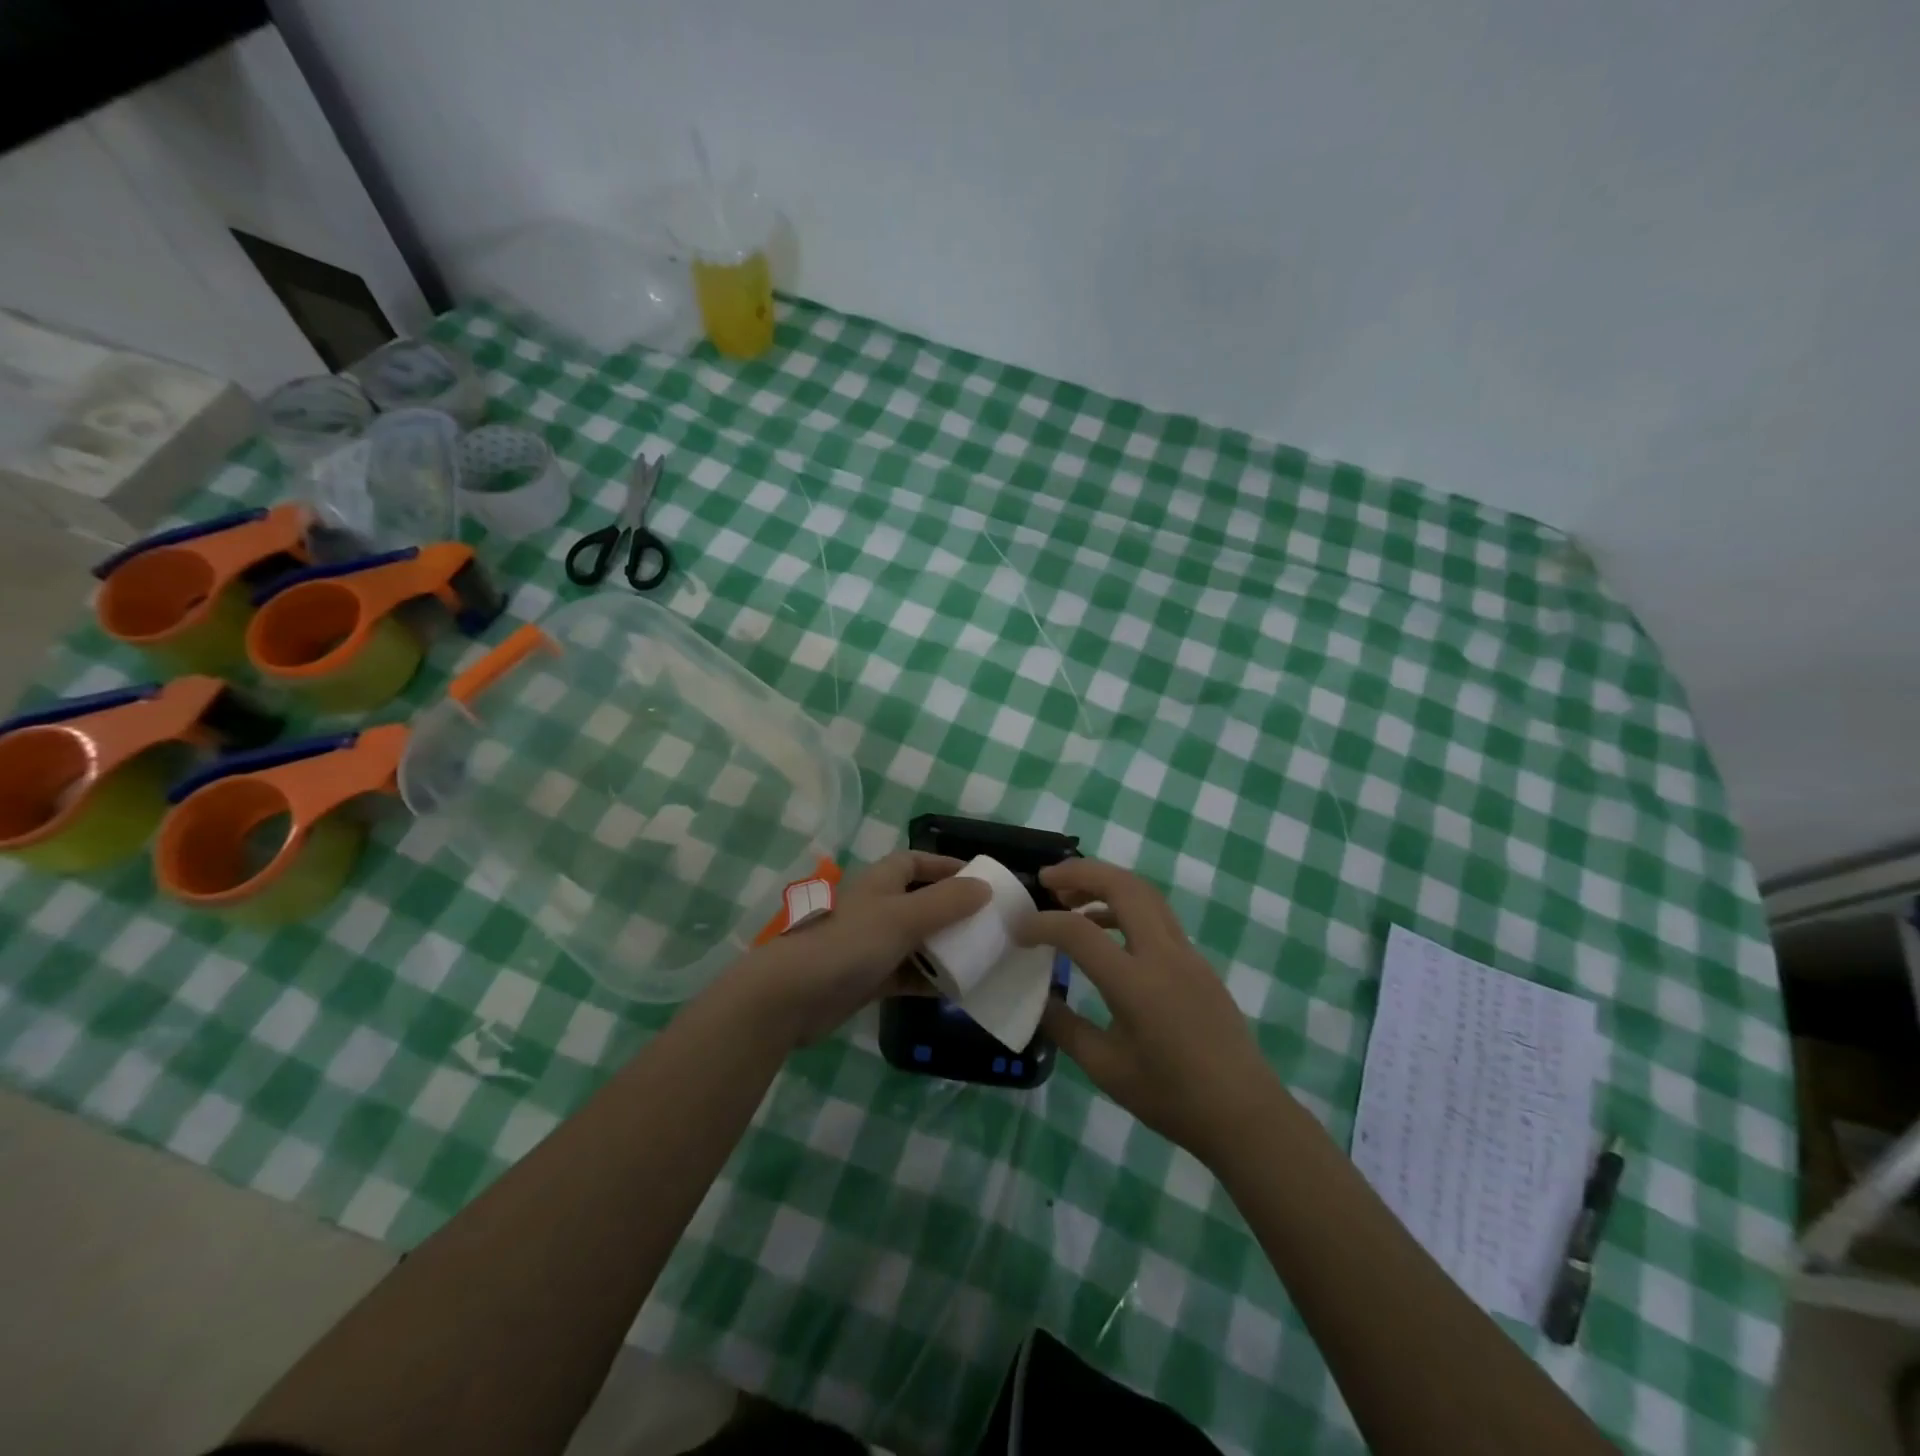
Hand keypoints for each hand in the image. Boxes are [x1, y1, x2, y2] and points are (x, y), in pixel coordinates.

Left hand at [716, 851, 989, 1046]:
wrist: (789, 996)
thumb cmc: (847, 944)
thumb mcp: (903, 917)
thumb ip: (946, 902)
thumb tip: (984, 887)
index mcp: (880, 882)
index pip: (915, 862)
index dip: (945, 866)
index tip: (979, 879)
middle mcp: (876, 908)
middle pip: (920, 902)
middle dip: (952, 910)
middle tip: (989, 923)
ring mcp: (869, 945)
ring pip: (917, 940)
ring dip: (944, 947)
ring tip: (982, 956)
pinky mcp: (866, 979)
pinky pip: (907, 974)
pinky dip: (929, 978)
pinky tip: (957, 988)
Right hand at [1017, 859, 1284, 1167]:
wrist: (1245, 1115)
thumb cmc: (1172, 1098)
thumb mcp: (1106, 1068)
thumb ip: (1065, 1028)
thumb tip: (1039, 999)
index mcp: (1137, 984)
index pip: (1079, 933)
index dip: (1043, 924)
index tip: (1018, 929)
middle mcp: (1164, 955)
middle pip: (1123, 886)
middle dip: (1082, 872)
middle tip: (1047, 879)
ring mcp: (1186, 953)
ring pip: (1145, 894)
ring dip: (1106, 884)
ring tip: (1071, 899)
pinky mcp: (1197, 961)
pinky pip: (1157, 916)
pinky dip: (1125, 907)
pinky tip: (1105, 931)